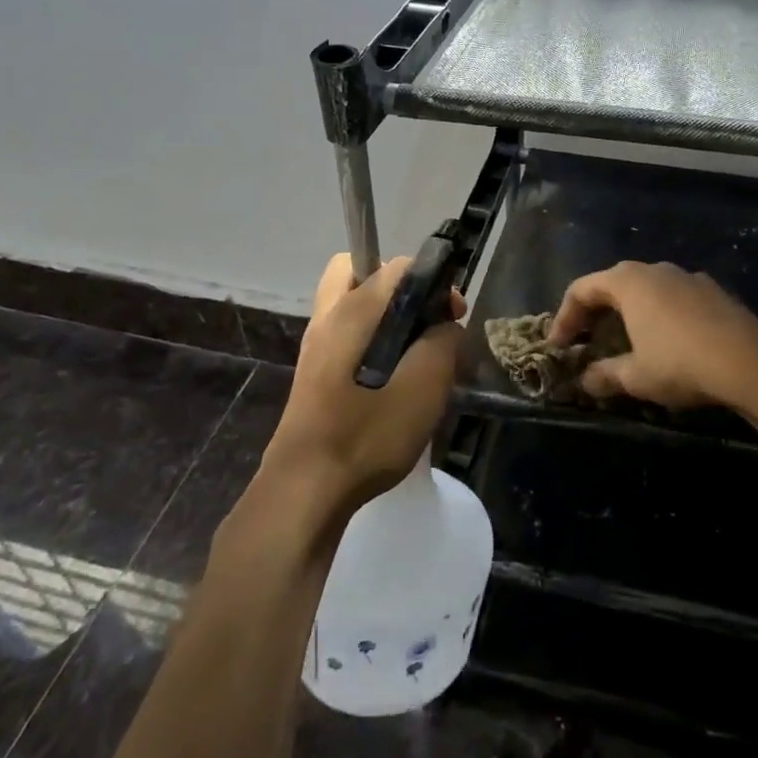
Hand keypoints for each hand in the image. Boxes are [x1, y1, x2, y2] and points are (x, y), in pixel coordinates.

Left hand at [262, 253, 465, 518]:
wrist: (304, 492)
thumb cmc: (366, 435)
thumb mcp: (424, 388)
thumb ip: (442, 343)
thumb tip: (446, 326)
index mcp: (352, 311)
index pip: (398, 266)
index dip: (434, 281)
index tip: (453, 315)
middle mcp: (328, 317)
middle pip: (359, 271)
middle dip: (397, 285)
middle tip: (422, 320)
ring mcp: (316, 346)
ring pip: (350, 303)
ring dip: (383, 314)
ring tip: (412, 352)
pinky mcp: (313, 373)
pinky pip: (345, 334)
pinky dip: (370, 339)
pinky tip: (391, 379)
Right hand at [548, 261, 757, 411]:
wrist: (752, 362)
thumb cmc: (681, 363)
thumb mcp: (636, 377)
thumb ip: (605, 375)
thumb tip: (585, 381)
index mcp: (628, 281)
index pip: (581, 289)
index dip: (564, 318)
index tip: (557, 346)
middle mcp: (656, 270)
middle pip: (613, 284)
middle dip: (595, 314)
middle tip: (586, 343)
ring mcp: (688, 278)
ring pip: (646, 290)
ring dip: (628, 314)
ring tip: (626, 344)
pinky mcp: (714, 292)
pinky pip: (674, 299)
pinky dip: (658, 316)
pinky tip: (667, 344)